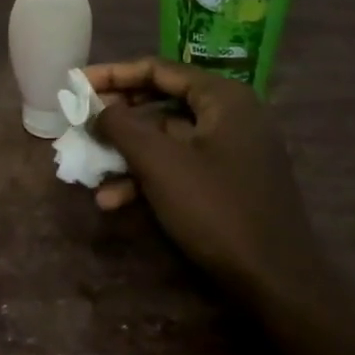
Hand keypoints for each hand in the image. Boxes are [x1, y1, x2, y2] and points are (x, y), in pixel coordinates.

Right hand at [86, 58, 313, 294]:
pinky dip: (149, 177)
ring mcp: (232, 151)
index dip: (114, 74)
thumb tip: (96, 107)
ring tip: (89, 169)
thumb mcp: (159, 163)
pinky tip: (115, 200)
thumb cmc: (216, 209)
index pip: (158, 69)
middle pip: (161, 102)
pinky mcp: (229, 183)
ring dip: (127, 153)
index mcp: (223, 98)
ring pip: (167, 138)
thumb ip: (121, 126)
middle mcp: (231, 116)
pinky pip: (181, 165)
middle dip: (118, 117)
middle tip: (81, 122)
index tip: (77, 83)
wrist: (277, 284)